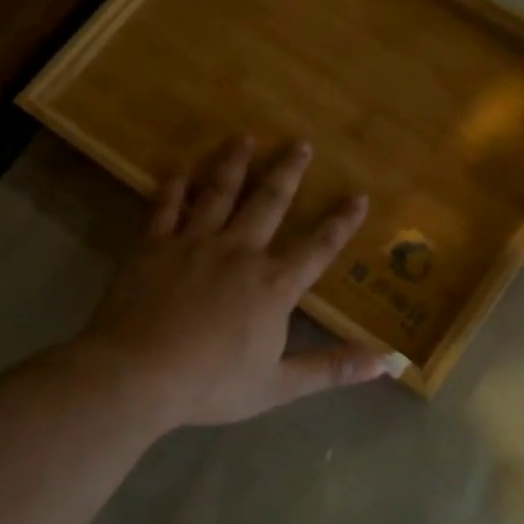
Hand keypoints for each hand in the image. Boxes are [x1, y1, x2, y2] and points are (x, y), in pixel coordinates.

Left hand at [77, 136, 401, 427]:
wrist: (138, 374)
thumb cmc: (212, 384)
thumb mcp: (279, 385)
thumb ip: (331, 368)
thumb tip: (385, 363)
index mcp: (273, 285)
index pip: (318, 248)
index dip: (341, 222)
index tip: (358, 195)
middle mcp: (239, 252)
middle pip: (268, 203)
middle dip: (288, 172)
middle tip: (300, 143)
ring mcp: (194, 243)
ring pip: (218, 193)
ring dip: (234, 163)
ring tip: (244, 138)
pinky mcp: (154, 245)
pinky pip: (166, 207)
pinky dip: (174, 187)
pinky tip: (178, 170)